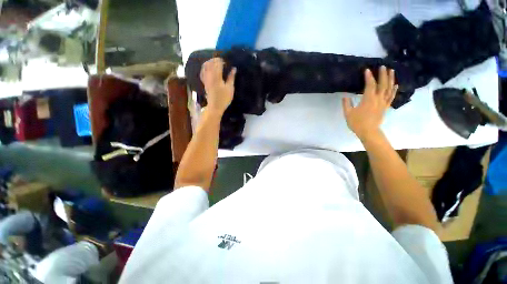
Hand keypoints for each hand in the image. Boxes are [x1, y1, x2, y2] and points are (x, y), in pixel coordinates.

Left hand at [200, 58, 236, 114]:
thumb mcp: (230, 88)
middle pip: (210, 63)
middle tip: (221, 61)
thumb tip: (234, 68)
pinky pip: (202, 72)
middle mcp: (209, 75)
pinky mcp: (204, 82)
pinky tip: (209, 68)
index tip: (226, 61)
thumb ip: (231, 77)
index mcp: (216, 76)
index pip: (217, 63)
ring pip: (205, 66)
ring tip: (215, 63)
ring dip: (210, 62)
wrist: (215, 106)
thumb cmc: (224, 98)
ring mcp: (205, 79)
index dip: (221, 60)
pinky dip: (205, 68)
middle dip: (215, 60)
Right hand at [342, 66, 397, 140]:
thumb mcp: (348, 113)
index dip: (369, 77)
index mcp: (368, 99)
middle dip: (383, 74)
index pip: (370, 85)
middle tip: (383, 66)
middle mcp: (378, 99)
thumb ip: (346, 104)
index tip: (367, 70)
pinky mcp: (385, 107)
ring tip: (392, 71)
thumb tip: (345, 96)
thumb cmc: (357, 123)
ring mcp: (383, 103)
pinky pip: (391, 97)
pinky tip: (395, 85)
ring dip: (391, 79)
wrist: (368, 132)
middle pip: (382, 84)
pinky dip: (394, 90)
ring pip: (389, 89)